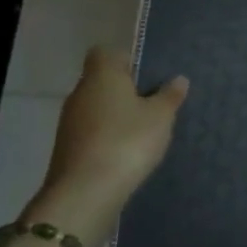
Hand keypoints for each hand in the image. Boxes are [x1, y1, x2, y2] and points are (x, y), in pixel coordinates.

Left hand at [28, 47, 187, 246]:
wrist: (85, 194)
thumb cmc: (127, 142)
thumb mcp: (161, 117)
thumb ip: (170, 96)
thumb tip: (178, 79)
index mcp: (102, 76)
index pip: (105, 52)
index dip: (126, 59)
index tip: (147, 75)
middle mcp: (80, 93)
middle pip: (102, 81)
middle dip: (125, 90)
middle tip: (154, 104)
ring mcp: (69, 123)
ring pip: (97, 107)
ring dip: (116, 115)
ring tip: (144, 131)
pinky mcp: (67, 149)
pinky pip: (91, 131)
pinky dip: (107, 136)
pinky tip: (126, 152)